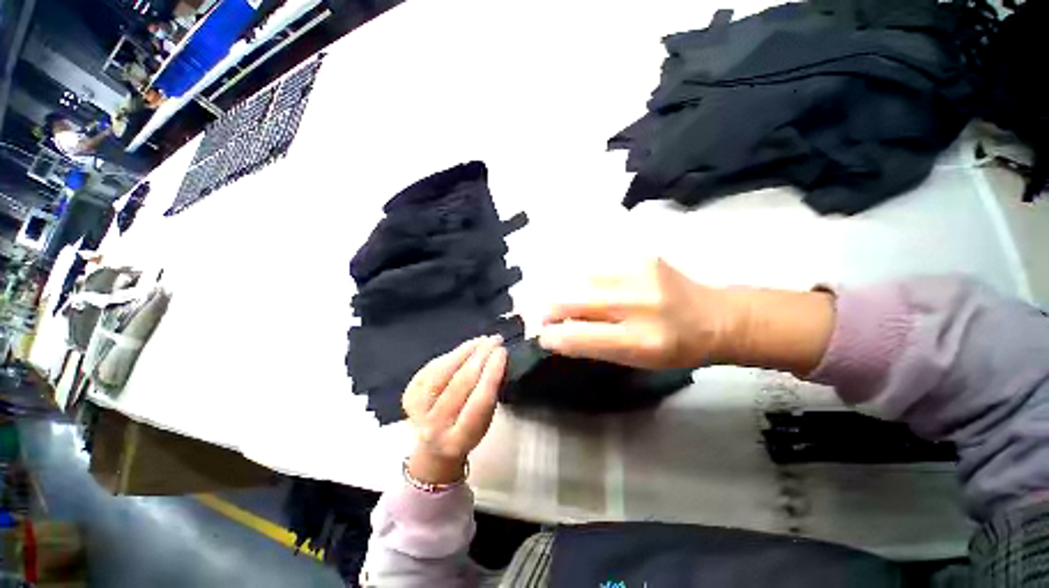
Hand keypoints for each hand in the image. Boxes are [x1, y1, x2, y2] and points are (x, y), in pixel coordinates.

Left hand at [402, 336, 506, 483]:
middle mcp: (434, 427)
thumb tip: (497, 359)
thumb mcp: (485, 421)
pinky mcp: (410, 393)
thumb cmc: (469, 429)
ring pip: (443, 371)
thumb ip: (490, 394)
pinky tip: (467, 347)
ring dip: (466, 350)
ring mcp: (417, 410)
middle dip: (481, 356)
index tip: (502, 352)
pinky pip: (433, 367)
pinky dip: (452, 354)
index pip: (479, 401)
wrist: (434, 445)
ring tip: (482, 340)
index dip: (492, 373)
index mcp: (459, 439)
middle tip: (496, 340)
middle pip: (461, 383)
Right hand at [539, 258, 834, 374]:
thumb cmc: (675, 348)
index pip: (579, 337)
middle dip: (549, 309)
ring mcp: (640, 273)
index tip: (542, 336)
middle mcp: (639, 304)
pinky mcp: (642, 256)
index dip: (552, 336)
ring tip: (566, 301)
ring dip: (565, 292)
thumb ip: (593, 346)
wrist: (717, 316)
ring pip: (579, 279)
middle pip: (572, 300)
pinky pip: (597, 267)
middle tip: (545, 316)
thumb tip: (555, 333)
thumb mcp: (635, 360)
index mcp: (641, 341)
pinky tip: (591, 287)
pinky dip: (585, 279)